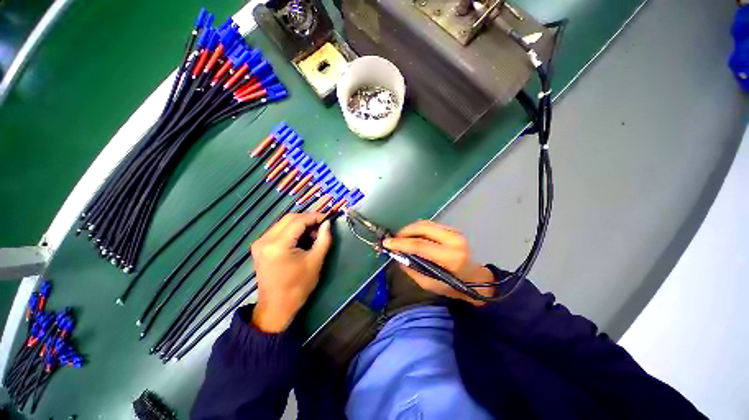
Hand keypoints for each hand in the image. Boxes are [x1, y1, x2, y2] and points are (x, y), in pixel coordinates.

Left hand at [250, 213, 332, 331]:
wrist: (276, 307)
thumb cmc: (298, 286)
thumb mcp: (316, 261)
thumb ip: (323, 239)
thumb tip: (327, 223)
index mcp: (278, 245)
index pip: (298, 221)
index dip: (315, 216)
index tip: (328, 217)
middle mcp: (265, 240)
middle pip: (289, 218)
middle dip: (308, 219)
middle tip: (322, 225)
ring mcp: (260, 243)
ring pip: (283, 223)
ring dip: (300, 224)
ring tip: (314, 233)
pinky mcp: (260, 247)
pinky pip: (278, 230)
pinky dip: (292, 230)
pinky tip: (302, 238)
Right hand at [383, 220, 494, 304]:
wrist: (475, 279)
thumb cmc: (452, 286)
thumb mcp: (428, 284)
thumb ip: (411, 268)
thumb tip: (397, 254)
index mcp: (449, 258)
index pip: (420, 245)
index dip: (400, 243)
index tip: (387, 243)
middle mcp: (453, 241)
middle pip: (423, 228)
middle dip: (404, 231)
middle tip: (394, 239)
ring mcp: (455, 232)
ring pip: (426, 223)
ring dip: (410, 229)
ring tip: (401, 237)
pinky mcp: (453, 229)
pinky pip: (430, 225)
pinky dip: (418, 228)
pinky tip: (412, 235)